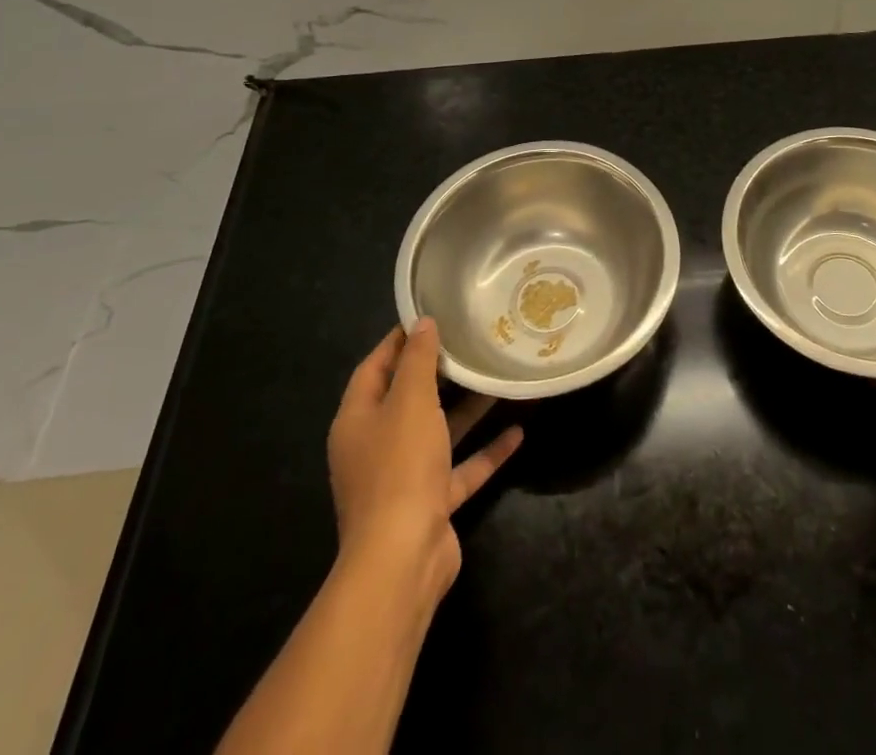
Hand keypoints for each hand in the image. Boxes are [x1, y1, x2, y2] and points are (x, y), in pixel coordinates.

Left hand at [327, 319, 522, 600]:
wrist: (401, 560)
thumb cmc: (399, 468)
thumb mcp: (410, 402)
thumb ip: (417, 361)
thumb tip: (422, 323)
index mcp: (358, 419)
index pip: (375, 367)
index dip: (399, 340)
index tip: (431, 315)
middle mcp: (376, 446)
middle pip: (407, 399)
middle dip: (438, 372)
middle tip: (471, 342)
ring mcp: (403, 478)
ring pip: (437, 432)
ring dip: (466, 409)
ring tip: (497, 378)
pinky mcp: (430, 504)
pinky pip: (460, 468)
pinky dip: (485, 451)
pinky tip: (517, 433)